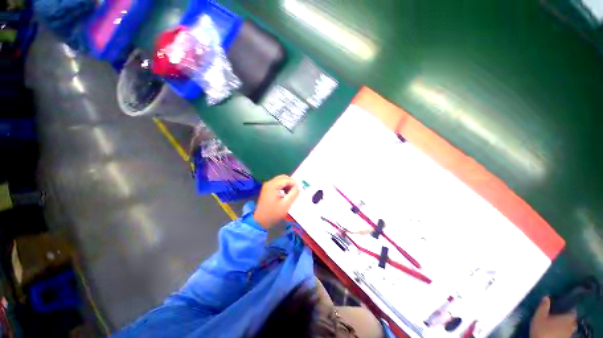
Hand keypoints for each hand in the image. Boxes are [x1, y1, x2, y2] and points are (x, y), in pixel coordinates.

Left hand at [254, 175, 298, 228]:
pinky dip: (283, 186)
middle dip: (291, 183)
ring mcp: (267, 185)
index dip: (294, 184)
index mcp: (273, 185)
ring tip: (290, 194)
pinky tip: (285, 194)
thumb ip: (294, 193)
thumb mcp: (286, 204)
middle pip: (283, 177)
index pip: (287, 179)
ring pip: (281, 180)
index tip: (298, 191)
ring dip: (287, 185)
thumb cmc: (273, 213)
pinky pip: (277, 184)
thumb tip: (298, 186)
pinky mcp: (267, 189)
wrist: (260, 221)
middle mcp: (269, 183)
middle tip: (295, 192)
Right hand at [530, 297, 576, 337]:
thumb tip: (547, 297)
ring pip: (570, 327)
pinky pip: (566, 333)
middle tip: (560, 315)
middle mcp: (572, 325)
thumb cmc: (542, 329)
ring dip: (565, 325)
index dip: (570, 307)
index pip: (573, 310)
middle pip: (572, 320)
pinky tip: (557, 331)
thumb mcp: (539, 316)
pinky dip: (563, 331)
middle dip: (567, 317)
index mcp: (568, 317)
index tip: (565, 306)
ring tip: (558, 323)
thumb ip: (544, 306)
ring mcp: (569, 334)